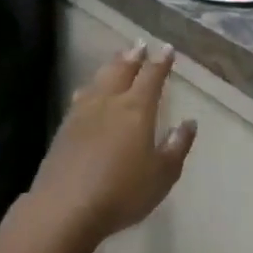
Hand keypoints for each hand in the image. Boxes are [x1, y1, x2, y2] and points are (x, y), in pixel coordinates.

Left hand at [34, 44, 196, 243]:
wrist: (65, 208)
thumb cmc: (122, 192)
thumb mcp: (162, 175)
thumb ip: (177, 146)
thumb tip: (188, 122)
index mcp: (136, 109)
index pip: (152, 77)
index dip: (161, 62)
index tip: (167, 49)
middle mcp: (109, 102)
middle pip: (122, 70)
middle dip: (133, 56)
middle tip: (140, 44)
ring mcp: (82, 113)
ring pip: (99, 79)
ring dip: (111, 66)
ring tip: (118, 59)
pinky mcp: (64, 128)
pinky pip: (81, 96)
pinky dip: (91, 86)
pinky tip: (88, 90)